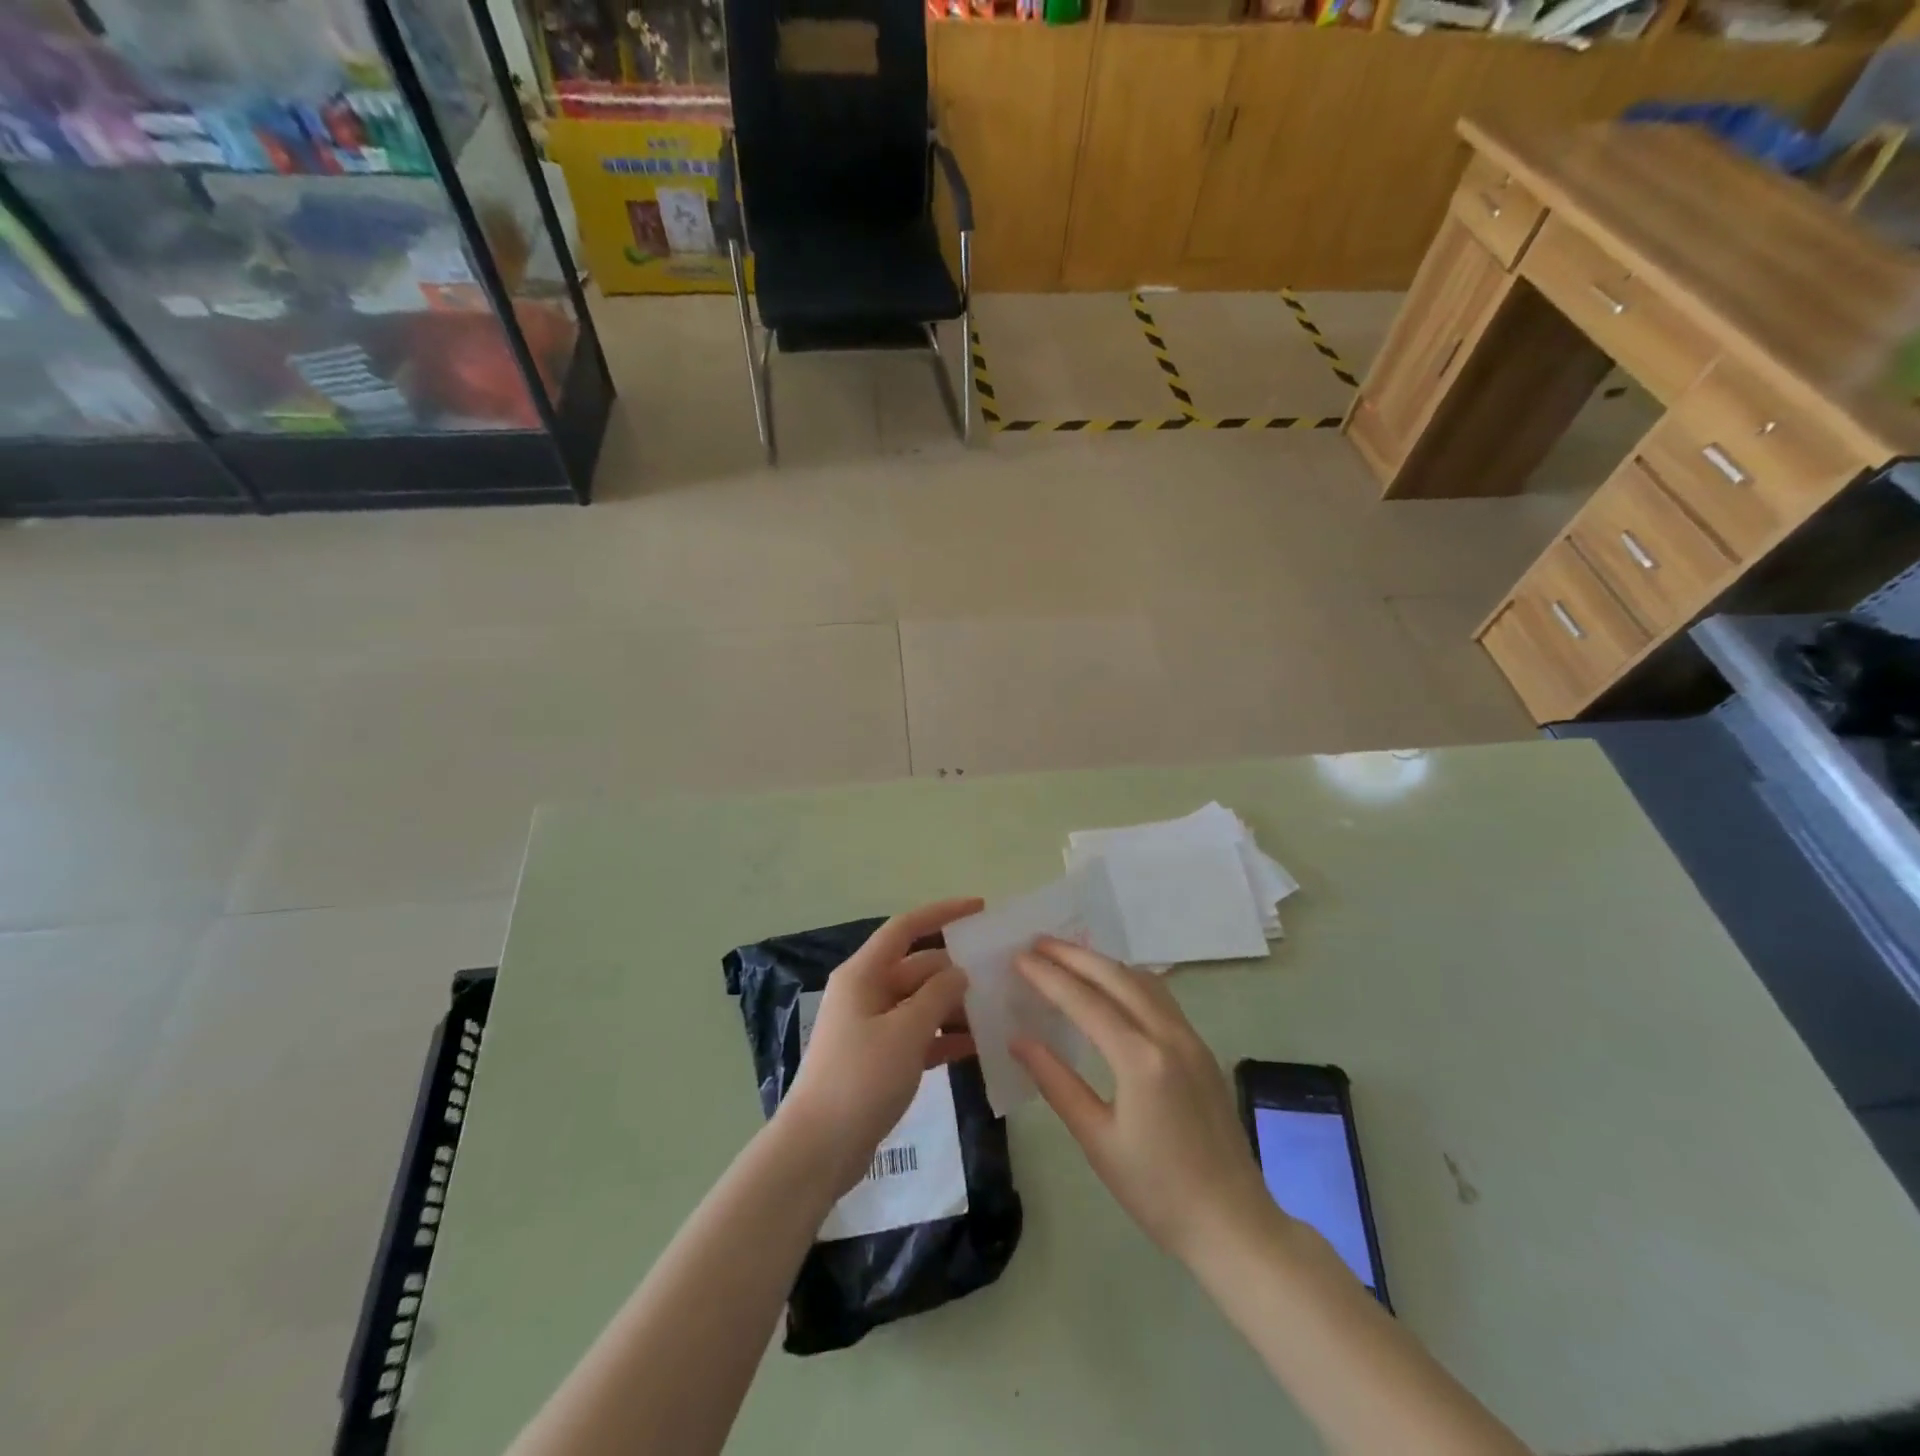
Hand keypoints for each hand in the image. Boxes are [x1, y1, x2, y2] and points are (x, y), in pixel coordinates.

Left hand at [779, 898, 983, 1194]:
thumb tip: (959, 971)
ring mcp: (872, 1027)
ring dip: (954, 1007)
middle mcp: (867, 993)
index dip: (942, 913)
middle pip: (918, 968)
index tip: (979, 909)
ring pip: (921, 1004)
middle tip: (1000, 975)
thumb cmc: (860, 1079)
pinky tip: (977, 1048)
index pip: (906, 928)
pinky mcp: (879, 1059)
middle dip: (956, 971)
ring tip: (997, 1012)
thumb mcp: (906, 1032)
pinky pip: (918, 1036)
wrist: (818, 1149)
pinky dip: (944, 1038)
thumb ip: (938, 995)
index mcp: (864, 974)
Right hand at [1011, 938, 1278, 1263]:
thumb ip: (1056, 1083)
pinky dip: (1128, 980)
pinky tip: (1111, 986)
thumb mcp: (1097, 1140)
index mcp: (1141, 1060)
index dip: (1049, 976)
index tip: (1019, 957)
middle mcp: (1168, 1035)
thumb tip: (1019, 1040)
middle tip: (1038, 943)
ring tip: (1068, 956)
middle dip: (1074, 955)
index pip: (1085, 1002)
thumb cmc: (1156, 1191)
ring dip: (1103, 963)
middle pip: (1116, 977)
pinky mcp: (1200, 1049)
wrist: (1232, 1223)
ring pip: (1142, 981)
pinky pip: (1160, 997)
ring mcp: (1190, 1039)